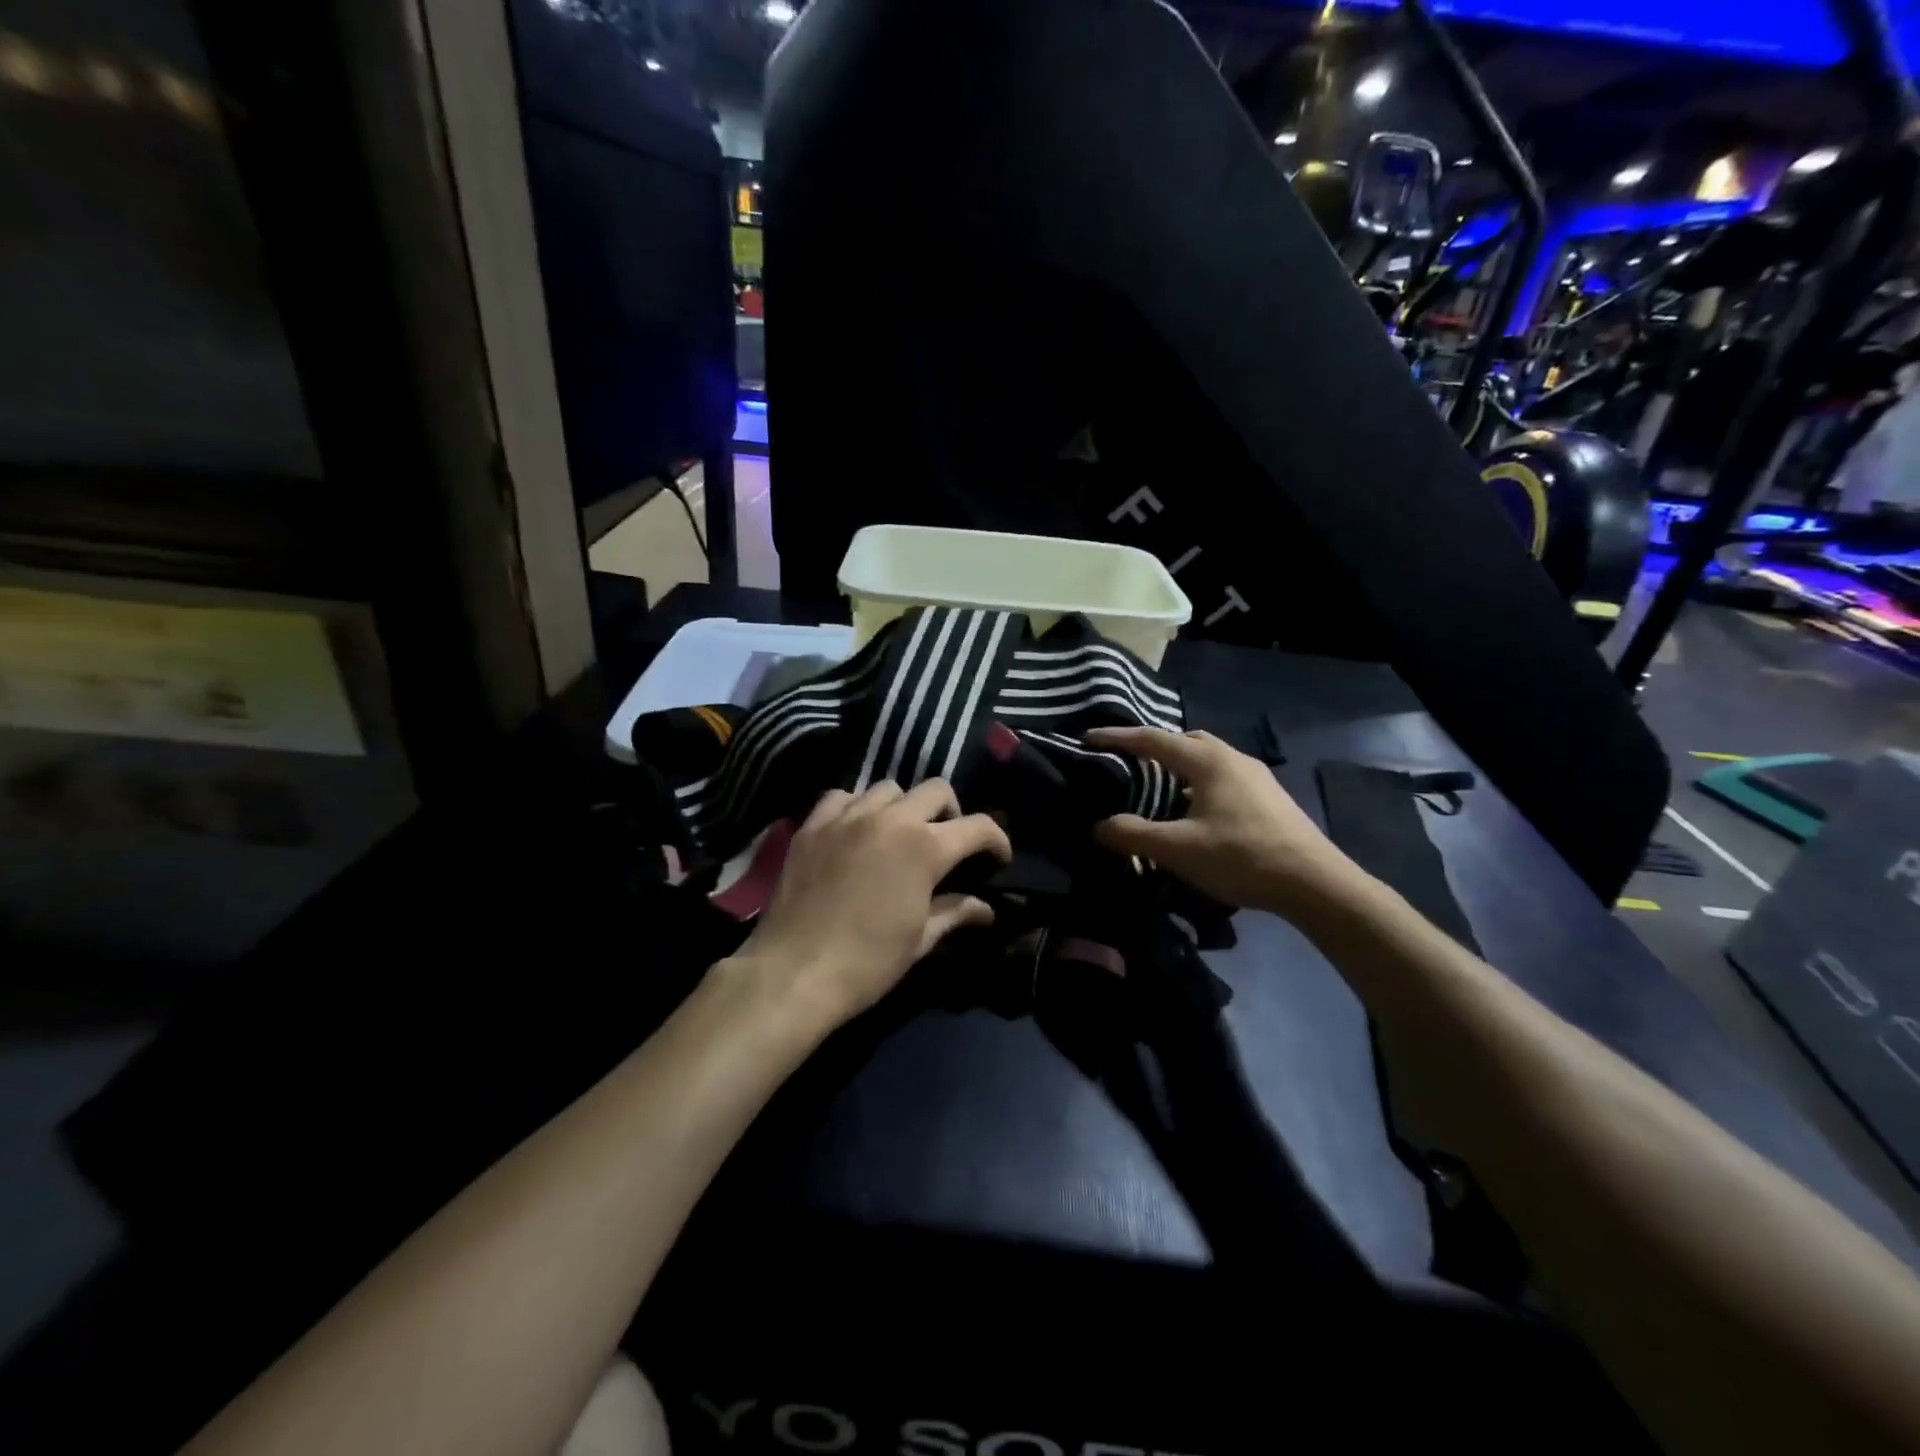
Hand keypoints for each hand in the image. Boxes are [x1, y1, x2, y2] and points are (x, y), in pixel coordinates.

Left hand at [735, 779, 1012, 1025]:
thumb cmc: (867, 963)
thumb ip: (955, 913)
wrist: (793, 973)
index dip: (997, 839)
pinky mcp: (813, 825)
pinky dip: (857, 807)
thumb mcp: (919, 940)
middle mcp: (890, 819)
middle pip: (936, 789)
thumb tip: (985, 909)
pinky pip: (842, 796)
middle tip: (947, 841)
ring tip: (899, 834)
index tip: (998, 857)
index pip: (977, 826)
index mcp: (924, 848)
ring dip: (904, 807)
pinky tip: (856, 830)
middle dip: (952, 812)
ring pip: (889, 787)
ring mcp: (847, 817)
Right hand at [1088, 727, 1367, 920]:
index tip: (1089, 738)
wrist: (1314, 882)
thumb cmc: (1241, 857)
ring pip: (1208, 758)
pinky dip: (1200, 782)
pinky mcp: (1270, 797)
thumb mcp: (1178, 849)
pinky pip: (1224, 776)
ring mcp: (1256, 776)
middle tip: (1128, 761)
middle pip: (1185, 741)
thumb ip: (1133, 834)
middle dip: (1153, 746)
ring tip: (1159, 787)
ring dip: (1180, 766)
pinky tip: (1196, 811)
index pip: (1153, 739)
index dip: (1118, 738)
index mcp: (1208, 761)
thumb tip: (1099, 826)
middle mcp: (1233, 758)